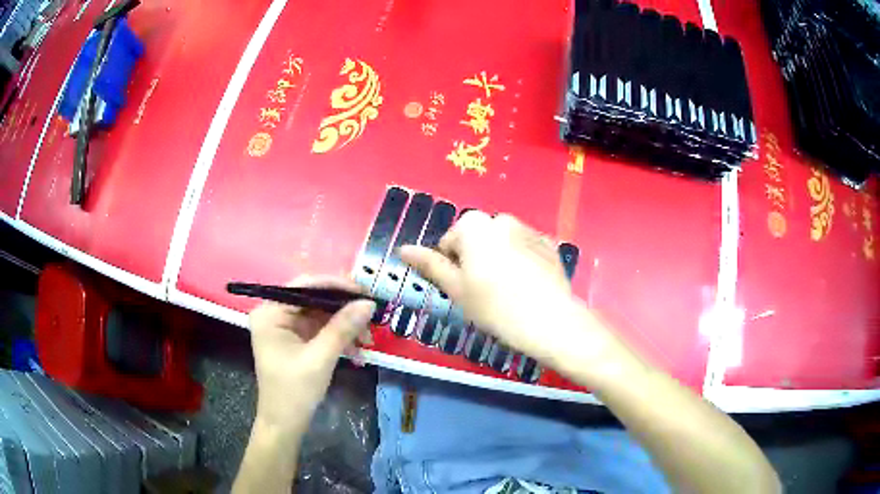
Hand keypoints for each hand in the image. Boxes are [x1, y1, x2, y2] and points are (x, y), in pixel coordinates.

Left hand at [247, 275, 374, 434]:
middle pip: (314, 298)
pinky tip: (357, 350)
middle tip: (371, 314)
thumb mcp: (320, 358)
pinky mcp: (295, 340)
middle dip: (343, 309)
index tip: (364, 291)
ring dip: (345, 325)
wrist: (285, 424)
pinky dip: (339, 337)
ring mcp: (285, 327)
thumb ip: (342, 328)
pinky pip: (321, 329)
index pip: (304, 285)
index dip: (335, 285)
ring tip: (368, 339)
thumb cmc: (294, 392)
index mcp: (270, 313)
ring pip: (321, 314)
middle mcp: (275, 313)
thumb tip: (369, 303)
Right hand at [400, 212, 635, 383]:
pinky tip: (527, 287)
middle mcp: (501, 219)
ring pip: (502, 244)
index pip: (449, 243)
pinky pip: (525, 250)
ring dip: (499, 260)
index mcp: (474, 225)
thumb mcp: (457, 289)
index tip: (464, 291)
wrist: (550, 320)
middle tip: (483, 293)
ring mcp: (529, 229)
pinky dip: (522, 262)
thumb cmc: (495, 307)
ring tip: (508, 291)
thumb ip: (431, 265)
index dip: (452, 268)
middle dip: (476, 261)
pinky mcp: (549, 244)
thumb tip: (404, 249)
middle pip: (477, 240)